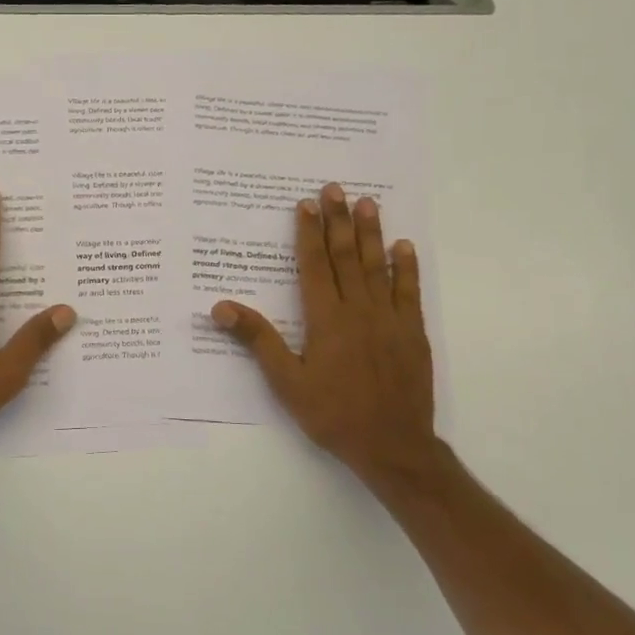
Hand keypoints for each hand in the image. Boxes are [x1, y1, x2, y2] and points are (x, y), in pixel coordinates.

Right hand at [211, 184, 440, 479]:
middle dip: (339, 221)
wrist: (393, 446)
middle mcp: (358, 310)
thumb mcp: (286, 382)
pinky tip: (405, 247)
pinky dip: (407, 268)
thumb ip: (258, 340)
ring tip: (368, 203)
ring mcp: (389, 320)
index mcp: (326, 319)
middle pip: (346, 257)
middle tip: (335, 188)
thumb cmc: (333, 414)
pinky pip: (410, 293)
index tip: (306, 204)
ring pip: (378, 267)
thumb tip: (221, 307)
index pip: (314, 265)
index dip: (309, 233)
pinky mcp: (413, 333)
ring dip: (371, 233)